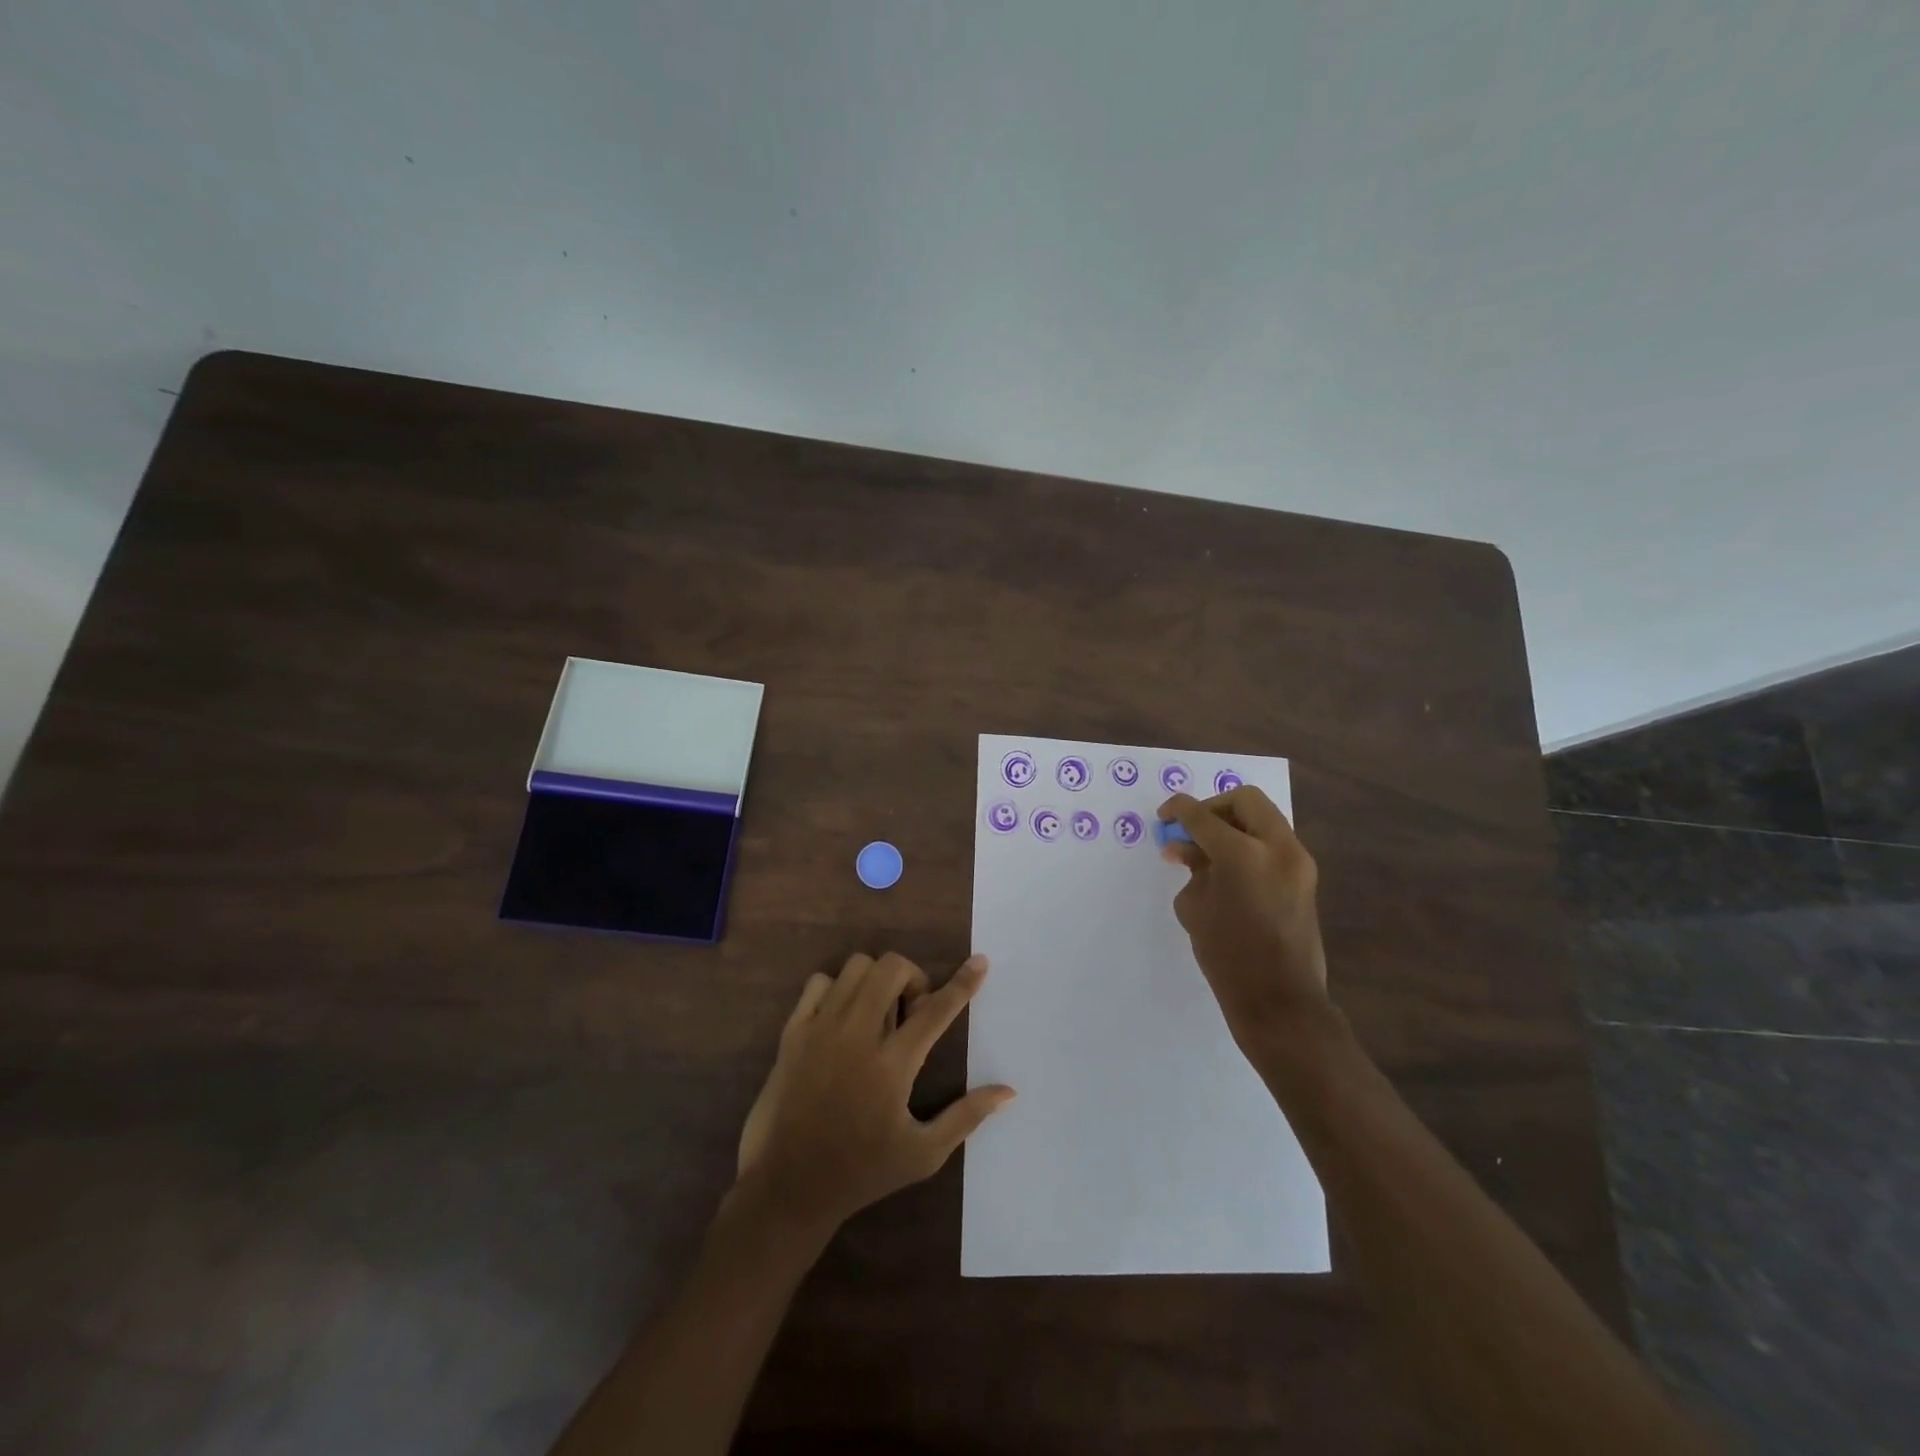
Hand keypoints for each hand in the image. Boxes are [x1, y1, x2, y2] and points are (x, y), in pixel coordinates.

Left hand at [734, 952, 1014, 1231]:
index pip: (936, 1010)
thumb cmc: (861, 1173)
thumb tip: (1008, 1092)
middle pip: (891, 968)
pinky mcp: (793, 1031)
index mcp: (892, 1065)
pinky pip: (819, 982)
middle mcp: (857, 1035)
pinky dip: (837, 989)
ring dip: (876, 980)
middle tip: (911, 1011)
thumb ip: (966, 1116)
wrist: (787, 1187)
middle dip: (912, 977)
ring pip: (856, 967)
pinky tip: (842, 1018)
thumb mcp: (923, 1154)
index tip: (980, 962)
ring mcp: (821, 1028)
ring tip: (877, 1013)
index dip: (963, 982)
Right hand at [1159, 786, 1330, 1045]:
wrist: (1280, 1001)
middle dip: (1213, 808)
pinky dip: (1249, 844)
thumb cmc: (1228, 956)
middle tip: (1192, 829)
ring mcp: (1298, 862)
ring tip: (1206, 853)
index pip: (1202, 816)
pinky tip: (1227, 869)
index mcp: (1243, 853)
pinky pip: (1274, 843)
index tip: (1164, 816)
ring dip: (1234, 825)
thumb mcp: (1195, 908)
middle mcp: (1277, 847)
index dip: (1178, 810)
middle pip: (1245, 800)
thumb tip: (1185, 849)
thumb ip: (1191, 868)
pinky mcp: (1306, 878)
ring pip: (1264, 819)